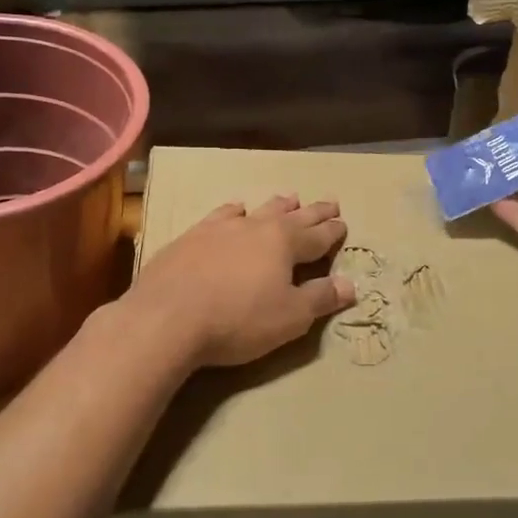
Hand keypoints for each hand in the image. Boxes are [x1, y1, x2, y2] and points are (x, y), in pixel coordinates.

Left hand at [126, 195, 355, 367]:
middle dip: (312, 212)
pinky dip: (234, 211)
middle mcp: (255, 227)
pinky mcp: (190, 237)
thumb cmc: (238, 320)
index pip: (317, 236)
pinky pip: (221, 215)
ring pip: (257, 210)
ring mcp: (220, 228)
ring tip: (288, 197)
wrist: (167, 317)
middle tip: (329, 202)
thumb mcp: (290, 317)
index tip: (343, 223)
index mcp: (284, 243)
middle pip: (291, 216)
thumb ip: (320, 298)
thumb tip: (350, 284)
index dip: (332, 232)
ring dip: (276, 205)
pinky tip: (235, 209)